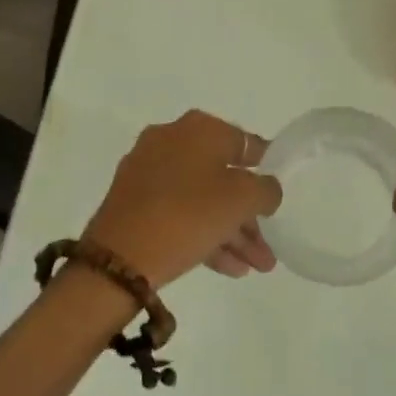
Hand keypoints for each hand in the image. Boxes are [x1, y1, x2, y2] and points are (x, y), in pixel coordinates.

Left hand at [82, 111, 279, 288]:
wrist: (119, 258)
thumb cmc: (189, 214)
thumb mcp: (243, 199)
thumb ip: (266, 190)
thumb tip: (266, 189)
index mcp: (199, 128)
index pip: (243, 142)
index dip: (265, 166)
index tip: (277, 190)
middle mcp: (172, 140)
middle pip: (222, 176)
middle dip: (248, 215)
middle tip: (266, 247)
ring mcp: (148, 171)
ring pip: (201, 199)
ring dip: (231, 231)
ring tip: (256, 267)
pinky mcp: (132, 202)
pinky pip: (179, 213)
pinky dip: (204, 234)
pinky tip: (229, 268)